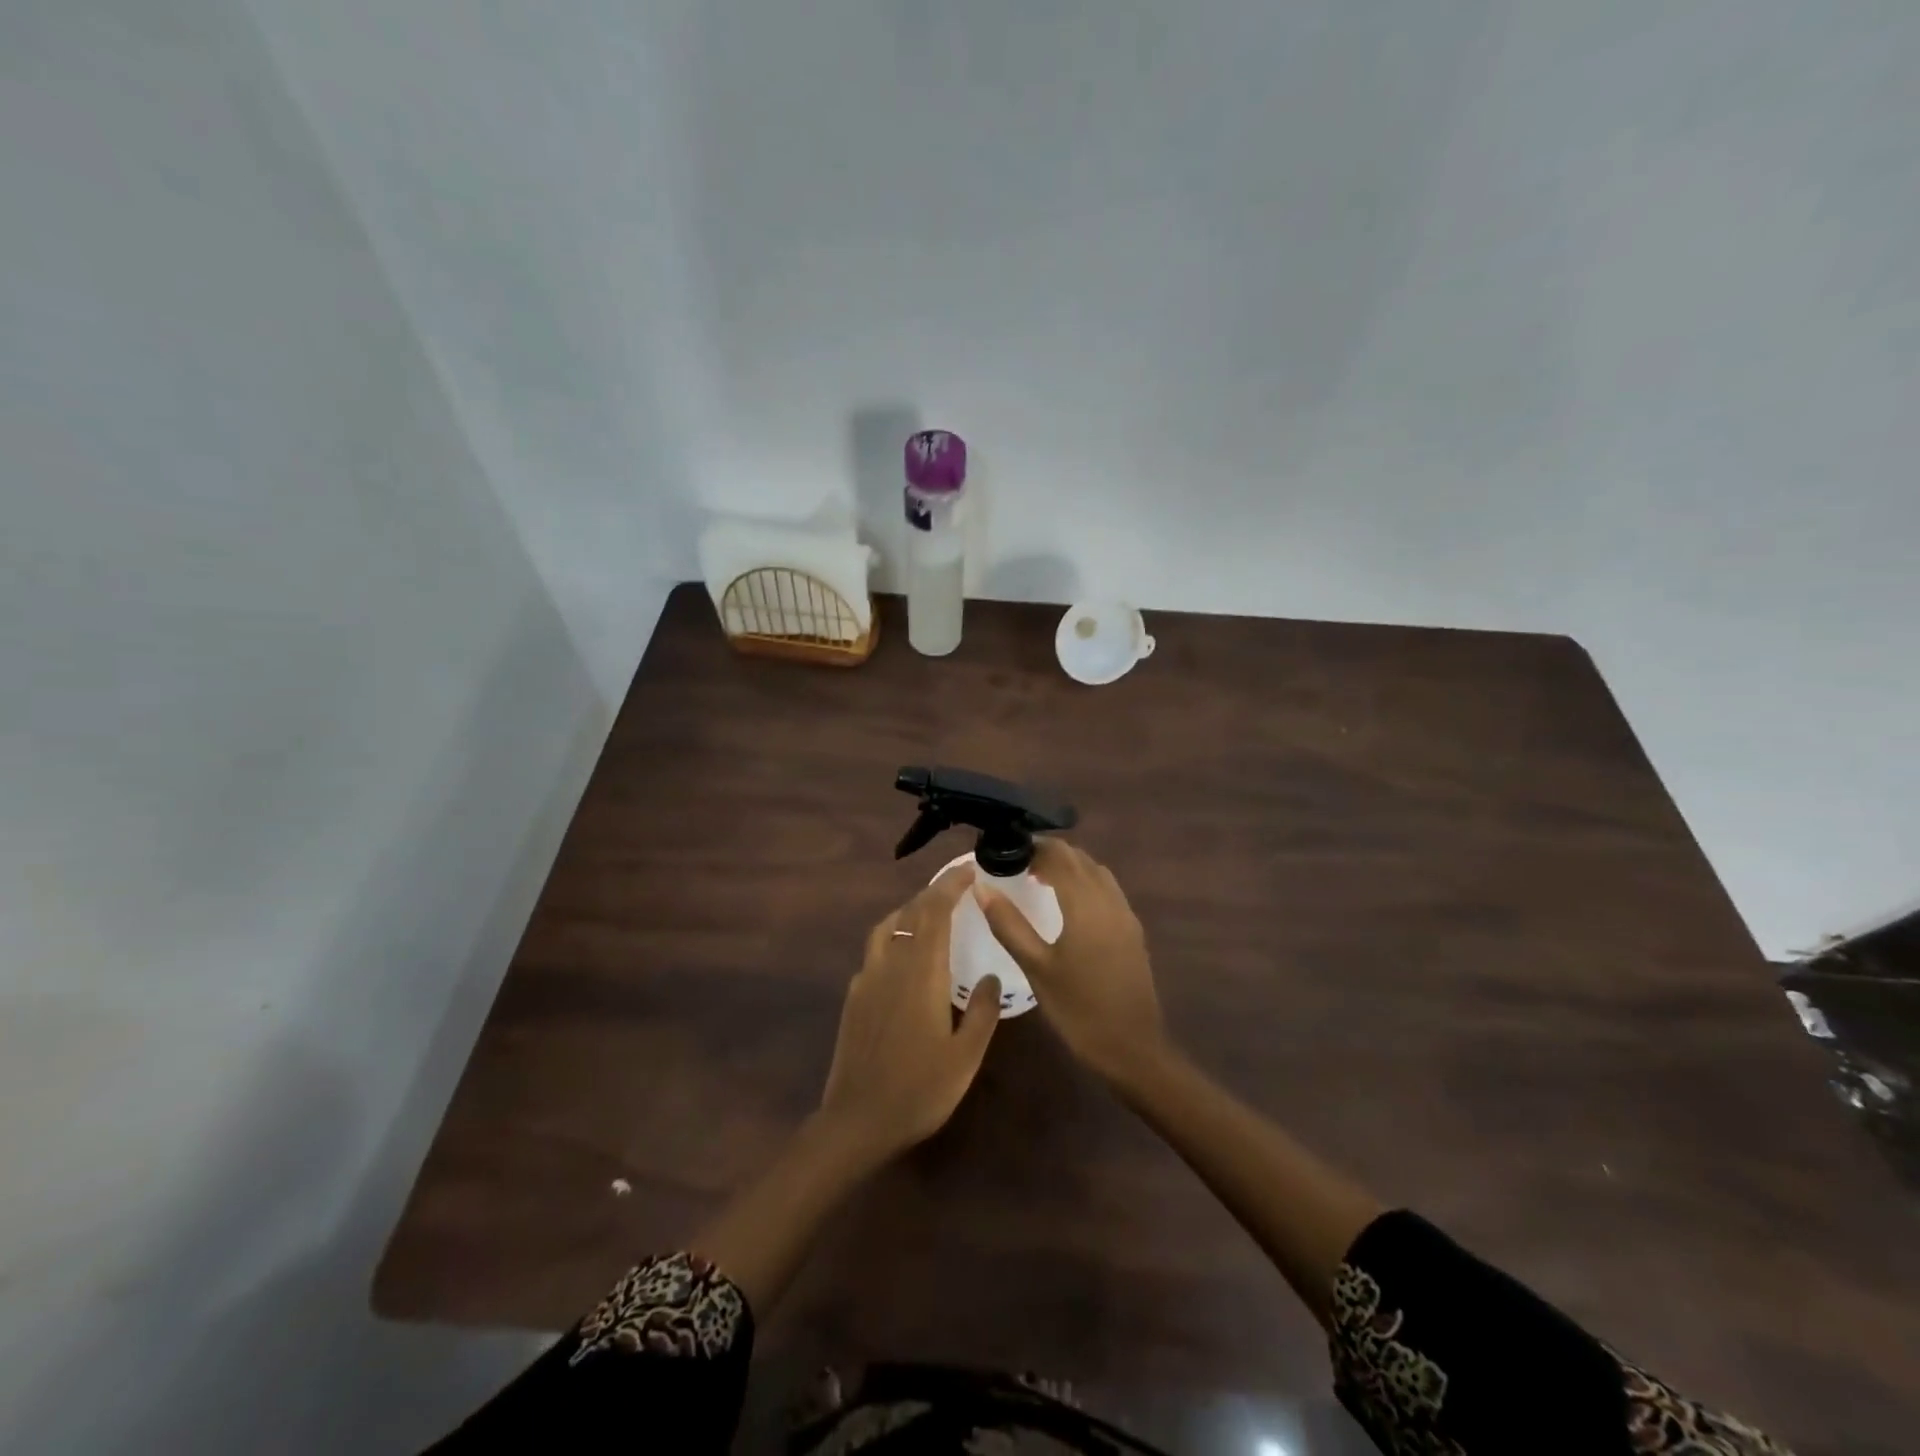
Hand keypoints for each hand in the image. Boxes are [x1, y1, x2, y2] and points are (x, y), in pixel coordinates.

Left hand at [818, 864, 1002, 1159]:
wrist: (857, 1120)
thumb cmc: (919, 1089)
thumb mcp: (965, 1056)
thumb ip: (981, 1011)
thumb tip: (989, 975)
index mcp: (921, 971)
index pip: (935, 912)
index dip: (950, 886)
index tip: (968, 871)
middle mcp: (891, 964)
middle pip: (910, 913)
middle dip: (933, 893)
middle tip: (956, 886)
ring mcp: (867, 979)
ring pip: (887, 927)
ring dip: (910, 910)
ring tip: (929, 912)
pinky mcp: (854, 996)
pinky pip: (875, 950)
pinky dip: (893, 936)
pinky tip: (904, 955)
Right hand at [974, 838, 1166, 1086]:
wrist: (1133, 1047)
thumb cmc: (1078, 1008)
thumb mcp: (1036, 967)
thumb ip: (1008, 924)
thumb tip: (981, 887)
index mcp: (1085, 903)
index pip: (1059, 855)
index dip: (1033, 846)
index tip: (1007, 850)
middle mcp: (1109, 899)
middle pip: (1080, 859)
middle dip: (1050, 854)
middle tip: (1017, 865)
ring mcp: (1125, 914)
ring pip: (1096, 872)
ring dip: (1069, 867)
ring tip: (1038, 880)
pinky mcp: (1132, 930)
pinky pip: (1107, 890)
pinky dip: (1085, 883)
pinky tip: (1068, 906)